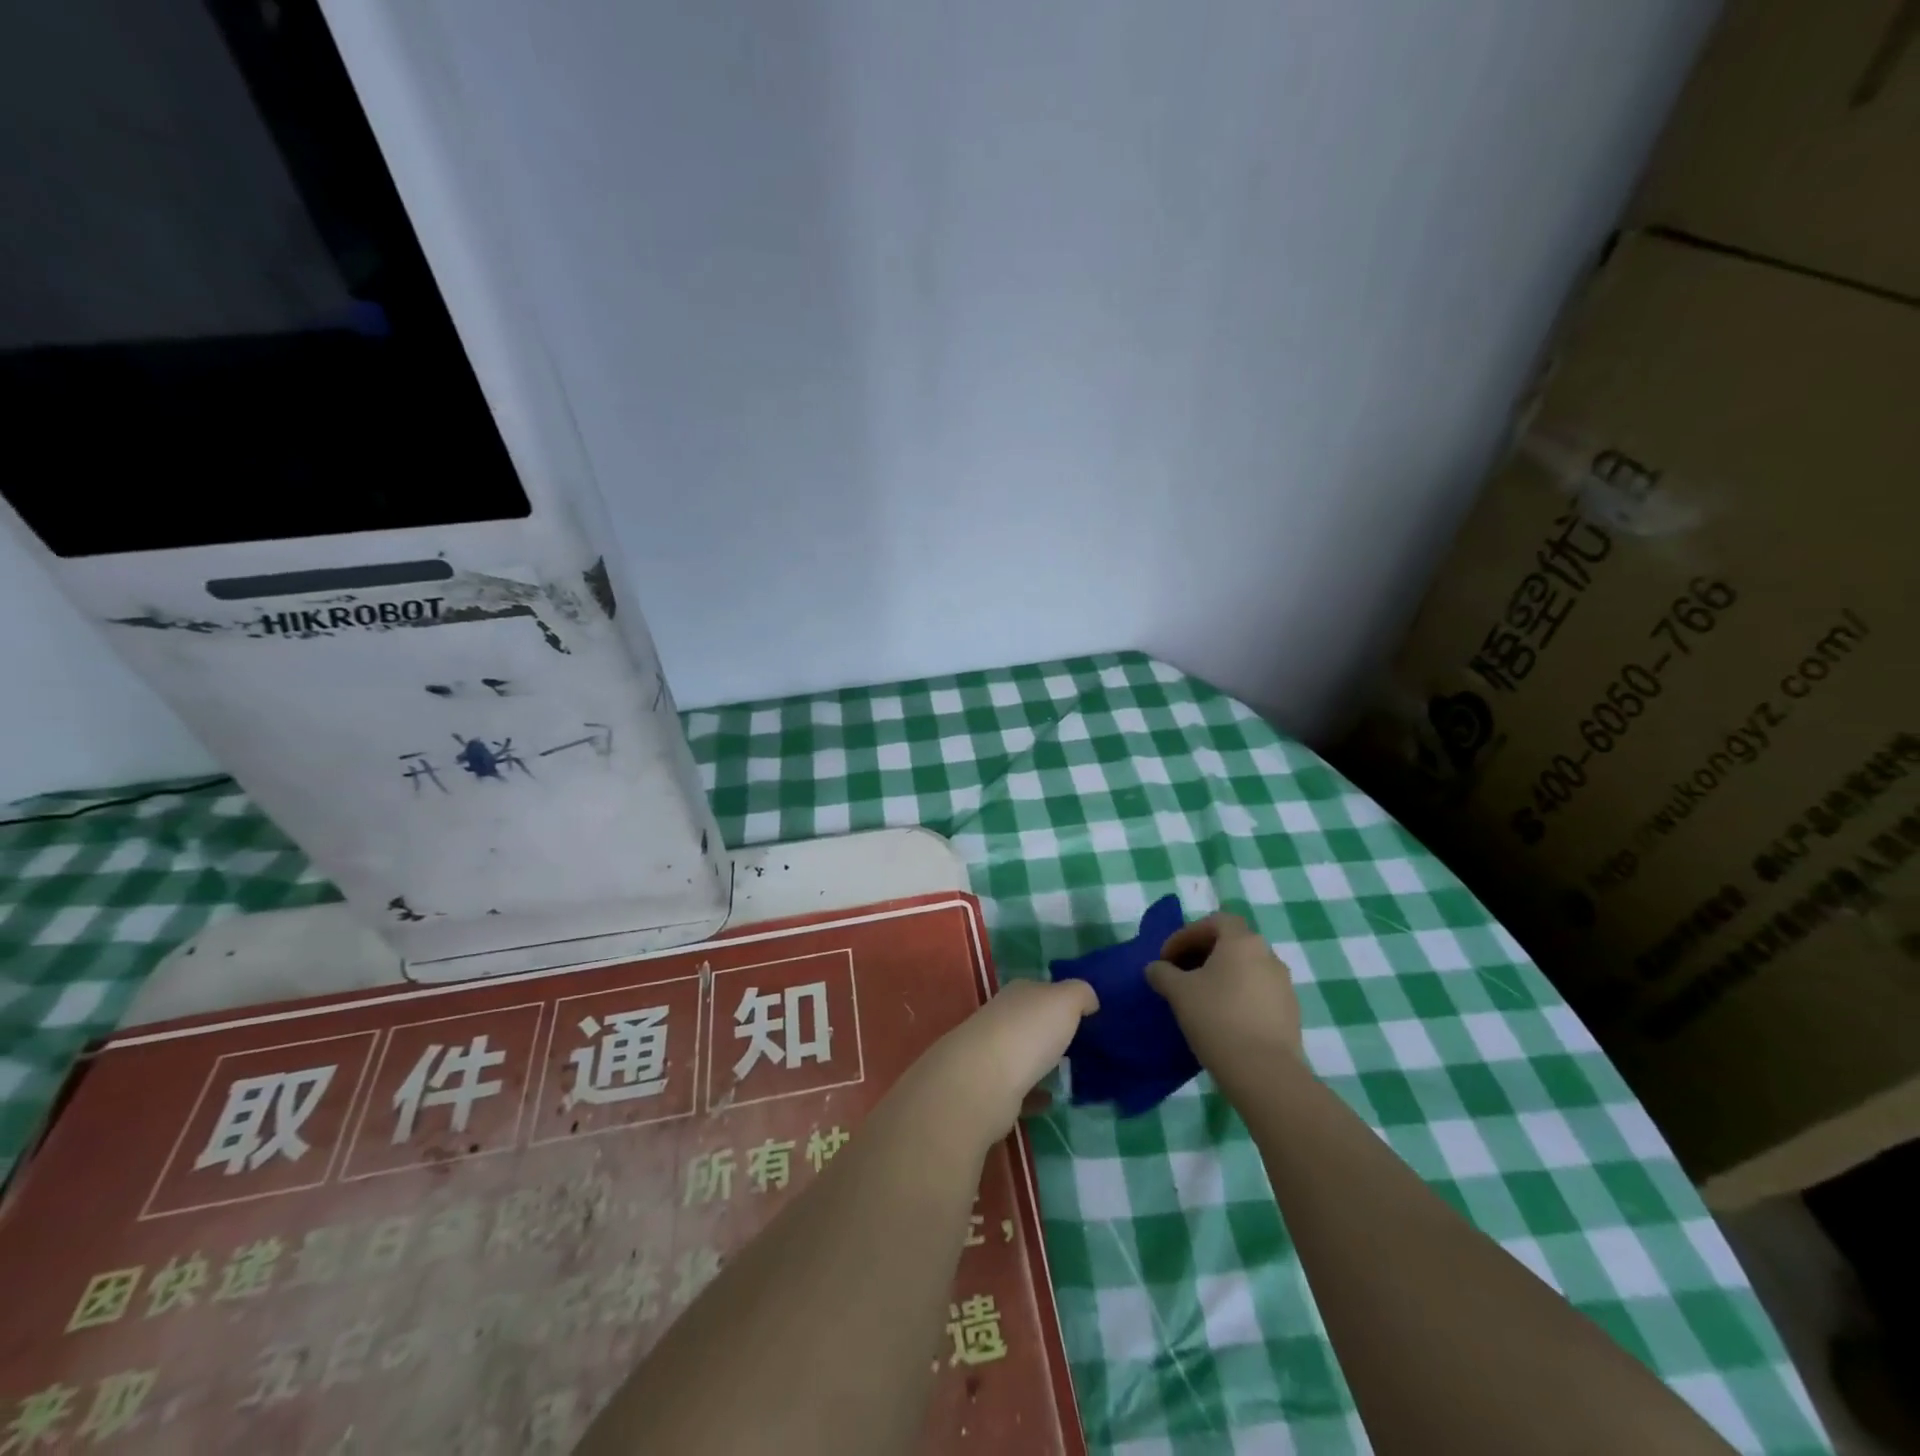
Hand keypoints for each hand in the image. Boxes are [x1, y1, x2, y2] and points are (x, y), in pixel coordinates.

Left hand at [912, 979, 1097, 1147]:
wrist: (984, 1080)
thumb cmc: (1029, 1031)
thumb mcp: (1065, 1000)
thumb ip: (1081, 994)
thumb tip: (1089, 1000)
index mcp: (1018, 993)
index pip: (1042, 989)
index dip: (1063, 998)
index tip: (1088, 1014)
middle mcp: (1002, 1018)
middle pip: (1031, 1021)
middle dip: (1053, 1030)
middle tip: (1084, 1045)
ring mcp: (993, 1053)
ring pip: (1024, 1054)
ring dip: (1043, 1062)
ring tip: (1072, 1073)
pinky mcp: (992, 1089)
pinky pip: (1020, 1090)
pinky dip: (1035, 1094)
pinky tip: (1052, 1100)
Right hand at [1146, 912, 1301, 1075]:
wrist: (1264, 1072)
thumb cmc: (1216, 1018)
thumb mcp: (1178, 992)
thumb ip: (1162, 973)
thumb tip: (1156, 968)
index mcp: (1242, 941)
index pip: (1215, 921)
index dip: (1187, 935)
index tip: (1167, 958)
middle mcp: (1269, 955)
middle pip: (1232, 943)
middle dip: (1203, 954)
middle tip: (1180, 975)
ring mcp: (1284, 985)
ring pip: (1247, 969)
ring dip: (1222, 976)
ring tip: (1200, 999)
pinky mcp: (1291, 1013)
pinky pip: (1259, 992)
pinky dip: (1239, 996)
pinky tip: (1223, 1019)